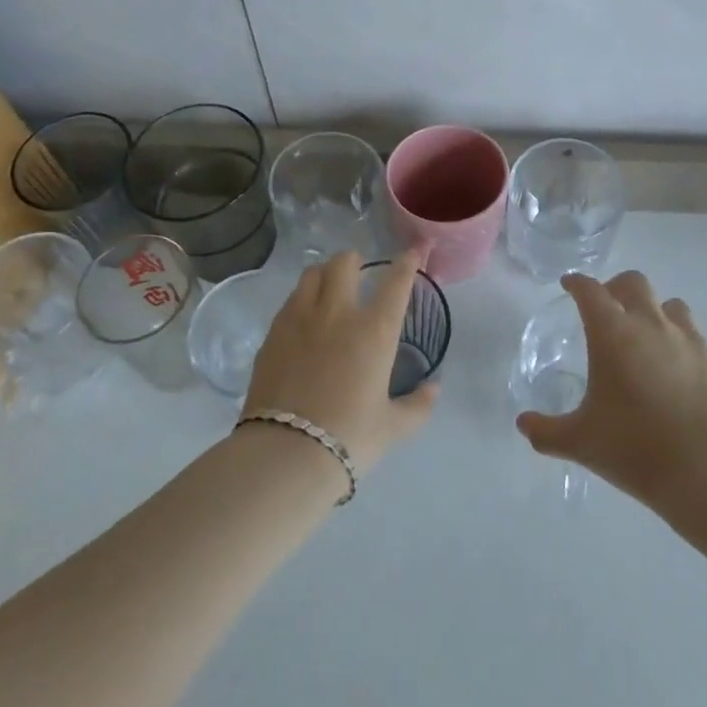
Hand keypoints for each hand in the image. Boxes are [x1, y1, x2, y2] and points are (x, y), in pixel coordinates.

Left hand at [241, 249, 437, 472]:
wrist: (286, 452)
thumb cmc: (349, 438)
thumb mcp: (392, 427)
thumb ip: (418, 405)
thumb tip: (434, 389)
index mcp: (374, 330)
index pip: (395, 282)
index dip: (406, 263)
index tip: (411, 253)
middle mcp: (338, 313)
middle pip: (344, 263)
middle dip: (355, 261)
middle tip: (359, 272)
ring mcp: (301, 318)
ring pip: (312, 274)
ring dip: (324, 274)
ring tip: (328, 287)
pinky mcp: (273, 333)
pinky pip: (290, 301)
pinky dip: (301, 299)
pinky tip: (303, 319)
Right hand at [516, 270, 706, 503]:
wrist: (706, 468)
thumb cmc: (634, 446)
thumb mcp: (580, 442)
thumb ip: (547, 431)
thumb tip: (523, 425)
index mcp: (612, 332)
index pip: (589, 290)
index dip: (576, 283)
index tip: (569, 285)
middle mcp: (650, 323)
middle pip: (633, 282)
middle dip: (616, 287)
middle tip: (607, 308)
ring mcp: (687, 339)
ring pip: (671, 305)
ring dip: (655, 311)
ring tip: (646, 336)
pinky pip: (696, 338)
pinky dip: (682, 343)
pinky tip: (678, 369)